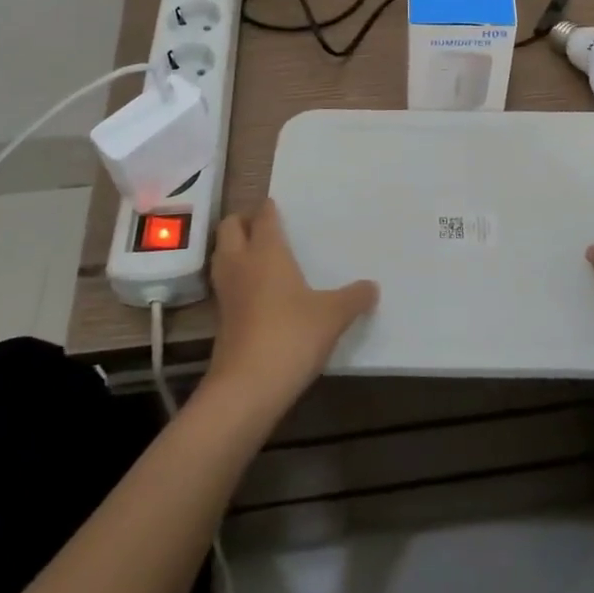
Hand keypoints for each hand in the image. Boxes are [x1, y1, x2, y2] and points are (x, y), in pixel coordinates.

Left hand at [203, 200, 378, 419]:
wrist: (247, 387)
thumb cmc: (291, 335)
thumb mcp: (333, 316)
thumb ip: (354, 297)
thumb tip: (373, 287)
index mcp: (267, 251)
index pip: (263, 216)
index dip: (269, 208)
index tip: (278, 205)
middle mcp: (241, 263)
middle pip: (230, 227)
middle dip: (243, 221)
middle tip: (265, 225)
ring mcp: (226, 291)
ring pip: (222, 254)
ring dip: (234, 248)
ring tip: (259, 254)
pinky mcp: (220, 318)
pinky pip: (225, 284)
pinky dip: (236, 278)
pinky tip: (257, 291)